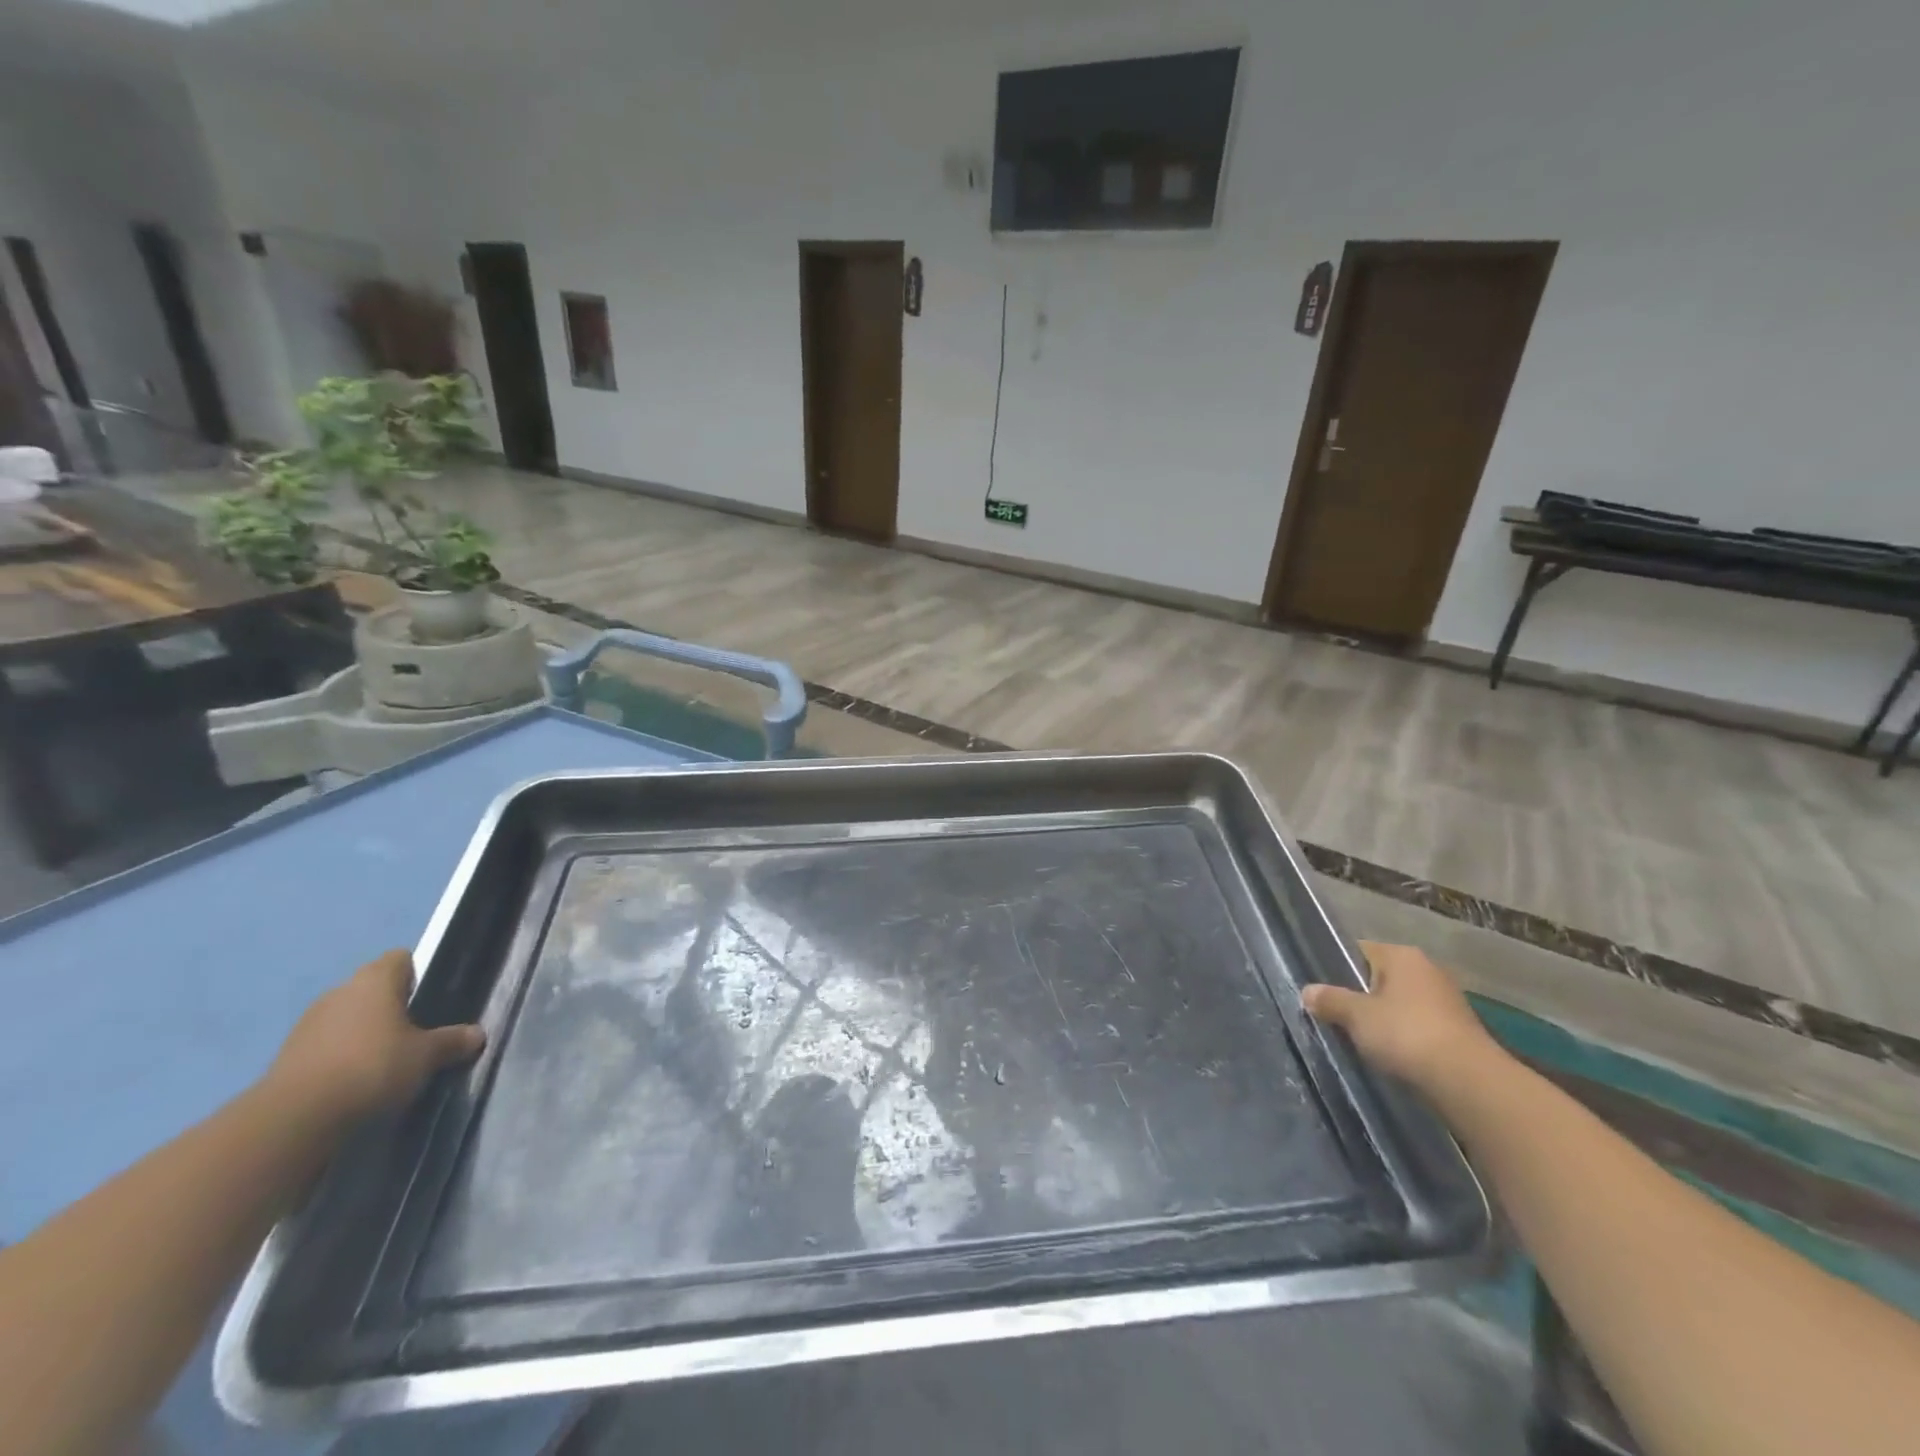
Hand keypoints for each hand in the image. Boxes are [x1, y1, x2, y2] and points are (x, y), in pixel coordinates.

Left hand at [264, 950, 484, 1125]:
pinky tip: (354, 1082)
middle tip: (415, 1034)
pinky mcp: (287, 1056)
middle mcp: (340, 992)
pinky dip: (340, 1057)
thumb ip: (452, 1041)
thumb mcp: (427, 1056)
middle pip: (372, 989)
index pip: (400, 959)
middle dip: (391, 1007)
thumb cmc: (372, 1067)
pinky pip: (325, 1046)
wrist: (294, 1119)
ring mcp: (308, 1024)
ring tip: (384, 1063)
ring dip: (363, 1033)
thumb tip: (477, 1034)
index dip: (417, 975)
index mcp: (375, 980)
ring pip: (347, 1018)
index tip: (430, 999)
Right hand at [1303, 941, 1496, 1091]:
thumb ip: (1330, 1000)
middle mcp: (1427, 969)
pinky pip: (1418, 1027)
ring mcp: (1447, 1001)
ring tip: (1359, 1040)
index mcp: (1401, 955)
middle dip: (1360, 997)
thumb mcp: (1356, 1016)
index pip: (1359, 950)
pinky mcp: (1459, 1031)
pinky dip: (1404, 1039)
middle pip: (1379, 978)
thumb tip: (1307, 991)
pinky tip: (1390, 1056)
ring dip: (1383, 1020)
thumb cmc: (1406, 1034)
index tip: (1321, 991)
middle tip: (1335, 1017)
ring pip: (1399, 1004)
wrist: (1470, 1083)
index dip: (1337, 968)